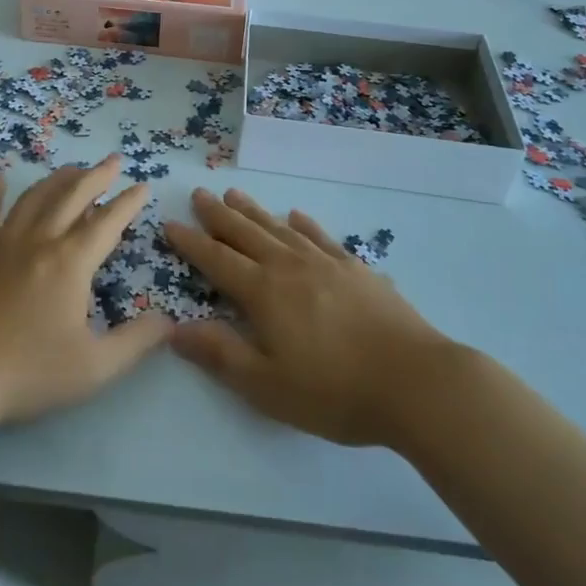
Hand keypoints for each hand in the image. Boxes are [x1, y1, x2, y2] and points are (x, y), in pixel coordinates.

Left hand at [0, 156, 171, 428]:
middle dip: (97, 175)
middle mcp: (39, 240)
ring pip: (35, 197)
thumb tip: (168, 321)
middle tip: (113, 160)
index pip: (107, 222)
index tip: (143, 185)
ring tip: (73, 169)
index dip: (128, 202)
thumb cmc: (26, 373)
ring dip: (58, 178)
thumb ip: (136, 342)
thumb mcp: (94, 368)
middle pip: (72, 195)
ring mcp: (2, 242)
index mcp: (70, 262)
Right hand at [164, 189, 455, 447]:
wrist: (415, 382)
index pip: (217, 260)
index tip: (169, 224)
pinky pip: (321, 237)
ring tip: (235, 194)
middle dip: (218, 215)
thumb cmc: (335, 391)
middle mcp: (289, 267)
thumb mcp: (267, 385)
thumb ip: (220, 354)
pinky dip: (303, 224)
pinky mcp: (356, 270)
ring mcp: (326, 263)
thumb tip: (174, 329)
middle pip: (246, 233)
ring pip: (279, 228)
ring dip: (254, 211)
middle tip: (199, 194)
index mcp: (264, 292)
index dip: (191, 243)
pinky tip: (297, 216)